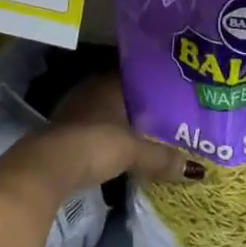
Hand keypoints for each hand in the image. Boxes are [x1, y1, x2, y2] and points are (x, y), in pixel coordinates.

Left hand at [8, 73, 189, 199]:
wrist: (48, 167)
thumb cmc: (96, 145)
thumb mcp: (135, 151)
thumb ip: (163, 157)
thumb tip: (197, 170)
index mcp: (108, 84)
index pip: (134, 76)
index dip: (152, 84)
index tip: (171, 93)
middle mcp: (89, 91)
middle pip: (118, 95)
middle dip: (137, 105)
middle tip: (163, 116)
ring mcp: (72, 111)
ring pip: (103, 113)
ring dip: (118, 123)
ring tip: (145, 134)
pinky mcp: (61, 134)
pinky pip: (91, 130)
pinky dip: (104, 138)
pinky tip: (117, 149)